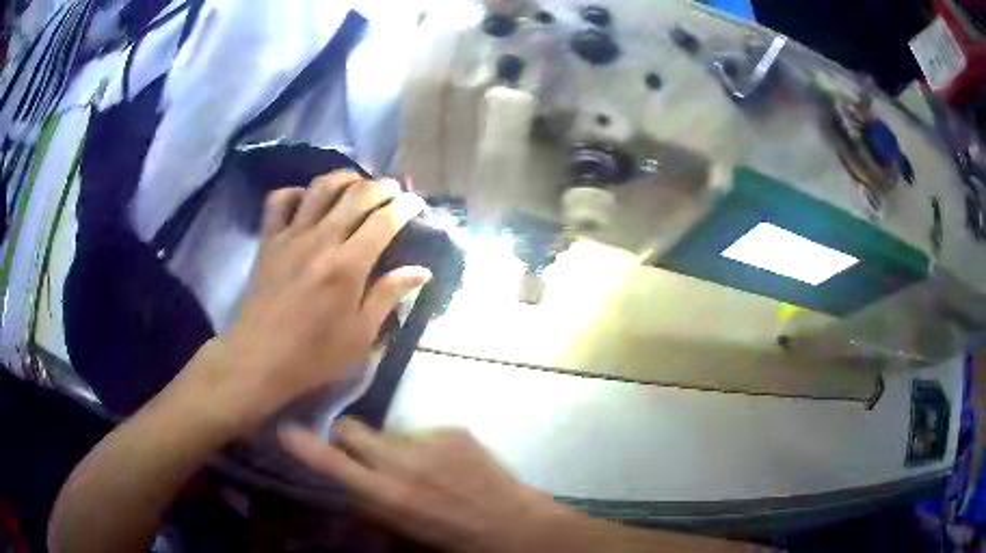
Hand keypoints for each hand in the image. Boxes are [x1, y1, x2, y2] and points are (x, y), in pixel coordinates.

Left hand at [194, 172, 429, 429]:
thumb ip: (389, 295)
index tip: (416, 204)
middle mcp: (321, 239)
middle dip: (382, 186)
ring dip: (344, 178)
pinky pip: (279, 201)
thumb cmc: (314, 354)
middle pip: (356, 194)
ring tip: (357, 185)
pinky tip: (307, 200)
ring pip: (320, 188)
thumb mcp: (360, 335)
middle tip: (394, 190)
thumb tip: (421, 271)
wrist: (258, 359)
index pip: (384, 220)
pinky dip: (296, 192)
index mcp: (348, 265)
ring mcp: (290, 236)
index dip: (405, 206)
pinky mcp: (268, 240)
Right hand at [280, 418, 562, 552]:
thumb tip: (347, 485)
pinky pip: (423, 432)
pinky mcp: (455, 429)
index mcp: (391, 495)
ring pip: (389, 433)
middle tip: (357, 450)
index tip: (287, 430)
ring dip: (393, 447)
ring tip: (421, 469)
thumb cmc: (455, 538)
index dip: (308, 448)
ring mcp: (432, 441)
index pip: (337, 466)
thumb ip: (370, 506)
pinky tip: (448, 466)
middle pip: (353, 430)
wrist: (514, 524)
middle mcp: (405, 462)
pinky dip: (426, 446)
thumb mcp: (404, 532)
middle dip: (346, 436)